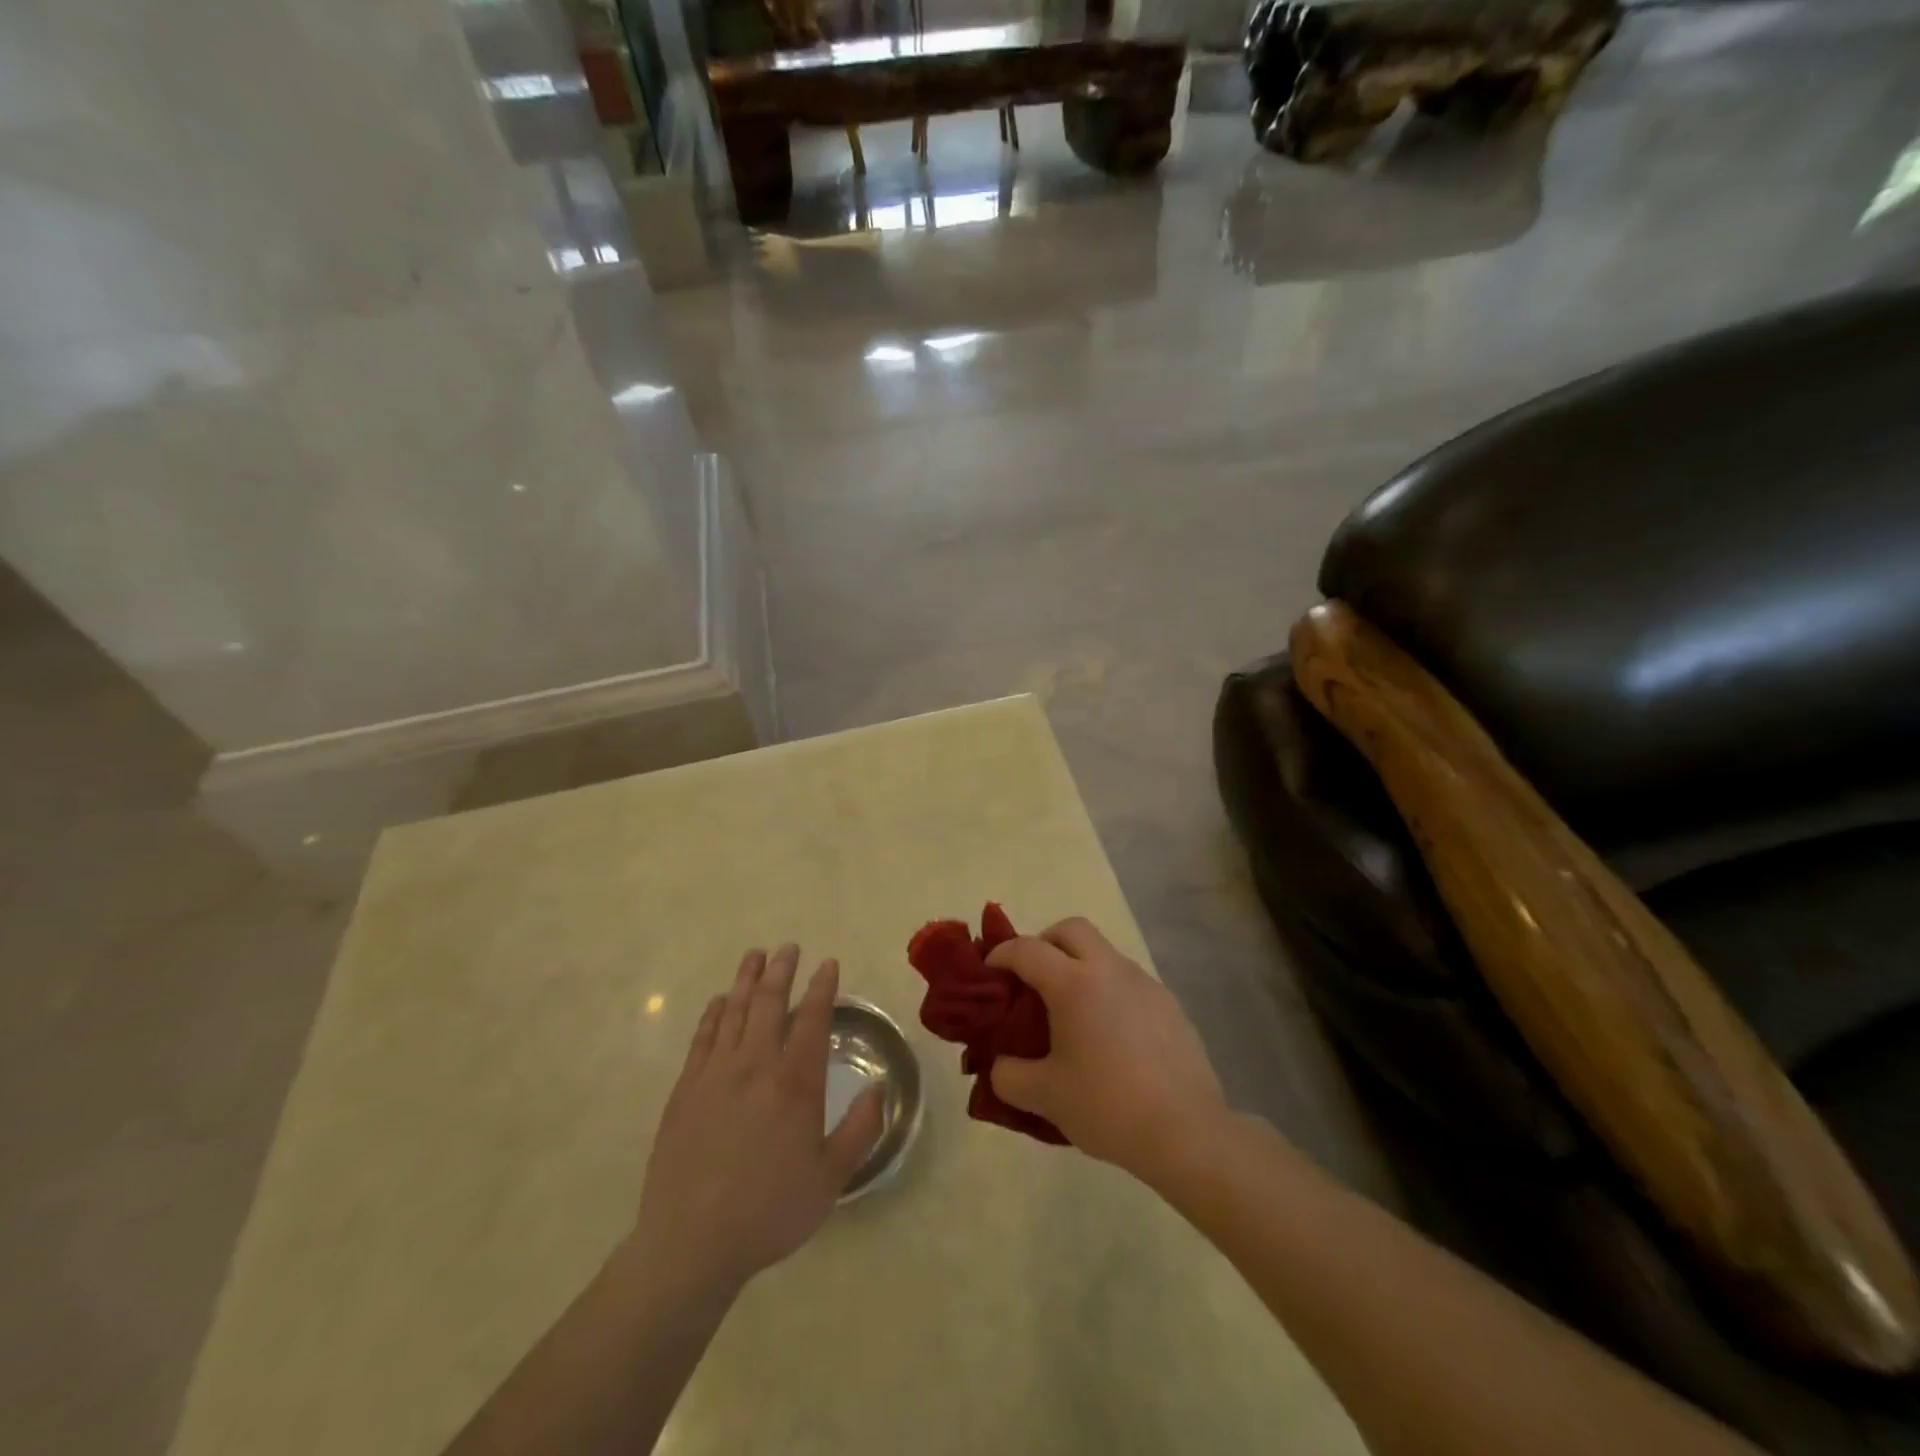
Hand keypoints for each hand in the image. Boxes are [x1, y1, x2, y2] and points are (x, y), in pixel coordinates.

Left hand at [634, 946, 884, 1292]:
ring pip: (735, 1011)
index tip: (828, 964)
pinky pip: (703, 1037)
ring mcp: (715, 1074)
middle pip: (770, 1002)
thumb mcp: (831, 1178)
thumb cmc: (769, 1211)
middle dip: (782, 970)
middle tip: (788, 947)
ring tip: (755, 955)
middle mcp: (755, 1065)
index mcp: (795, 1083)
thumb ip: (860, 1129)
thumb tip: (878, 1088)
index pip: (813, 1018)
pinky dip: (715, 1013)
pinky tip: (720, 1002)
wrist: (690, 1244)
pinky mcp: (685, 1089)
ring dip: (747, 979)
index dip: (823, 987)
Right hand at [987, 918, 1228, 1183]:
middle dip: (1045, 943)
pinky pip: (1128, 981)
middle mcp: (1110, 970)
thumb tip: (1000, 1065)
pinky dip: (1108, 991)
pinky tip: (1108, 1035)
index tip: (989, 971)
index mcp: (1074, 983)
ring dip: (1079, 966)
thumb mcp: (1045, 1096)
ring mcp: (1144, 983)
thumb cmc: (1108, 1106)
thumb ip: (1009, 1075)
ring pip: (1103, 952)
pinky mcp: (1168, 1004)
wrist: (1187, 1132)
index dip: (1002, 955)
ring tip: (1070, 1012)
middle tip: (1032, 979)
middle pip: (1071, 929)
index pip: (1028, 949)